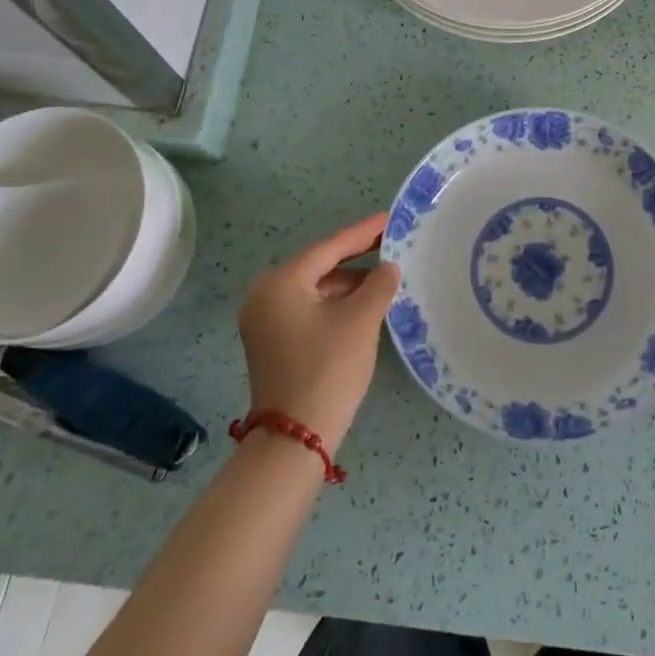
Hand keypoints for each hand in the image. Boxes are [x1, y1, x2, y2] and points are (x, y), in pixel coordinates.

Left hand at [238, 214, 399, 449]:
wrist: (295, 437)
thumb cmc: (328, 368)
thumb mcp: (361, 320)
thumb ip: (378, 284)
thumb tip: (388, 267)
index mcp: (281, 281)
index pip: (329, 247)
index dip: (363, 233)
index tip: (389, 218)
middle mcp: (265, 293)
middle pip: (319, 265)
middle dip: (355, 256)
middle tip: (390, 242)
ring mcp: (265, 319)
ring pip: (315, 287)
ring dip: (348, 282)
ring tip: (384, 274)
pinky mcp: (272, 339)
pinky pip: (308, 306)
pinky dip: (335, 302)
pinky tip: (363, 301)